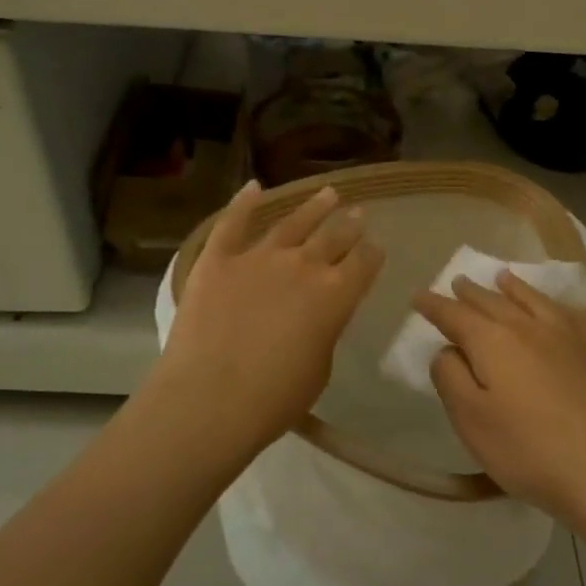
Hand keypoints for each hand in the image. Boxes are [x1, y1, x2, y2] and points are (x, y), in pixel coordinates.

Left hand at [153, 181, 383, 460]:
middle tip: (358, 214)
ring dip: (313, 207)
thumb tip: (317, 317)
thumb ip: (323, 332)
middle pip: (334, 236)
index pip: (365, 262)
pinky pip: (232, 223)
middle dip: (350, 225)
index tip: (375, 249)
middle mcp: (303, 265)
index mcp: (335, 294)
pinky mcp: (218, 259)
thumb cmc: (274, 398)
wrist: (210, 399)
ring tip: (328, 193)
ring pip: (292, 222)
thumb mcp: (319, 368)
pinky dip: (243, 202)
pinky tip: (253, 186)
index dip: (372, 254)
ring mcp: (258, 257)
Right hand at [414, 271, 585, 521]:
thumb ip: (450, 378)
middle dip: (470, 292)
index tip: (418, 297)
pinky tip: (555, 305)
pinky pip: (570, 312)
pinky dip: (553, 302)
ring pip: (532, 299)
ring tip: (501, 278)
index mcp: (493, 342)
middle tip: (456, 282)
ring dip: (511, 287)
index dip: (434, 306)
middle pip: (492, 301)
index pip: (454, 315)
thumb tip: (448, 350)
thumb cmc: (528, 450)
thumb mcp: (471, 420)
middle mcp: (528, 326)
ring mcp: (567, 335)